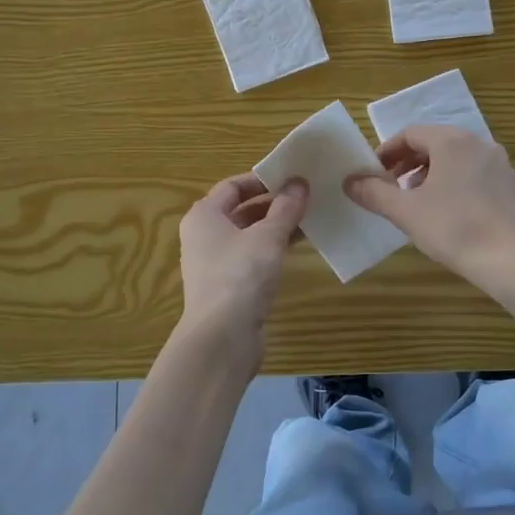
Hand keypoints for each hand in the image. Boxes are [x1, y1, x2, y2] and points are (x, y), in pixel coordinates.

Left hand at [178, 173, 308, 338]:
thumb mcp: (268, 236)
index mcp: (204, 215)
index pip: (233, 186)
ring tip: (310, 218)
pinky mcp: (228, 286)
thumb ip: (285, 208)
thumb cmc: (240, 275)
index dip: (263, 180)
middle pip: (241, 210)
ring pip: (249, 235)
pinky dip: (272, 249)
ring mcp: (215, 263)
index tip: (293, 177)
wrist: (222, 338)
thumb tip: (299, 184)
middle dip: (274, 203)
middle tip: (307, 196)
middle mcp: (204, 235)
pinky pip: (252, 257)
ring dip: (276, 226)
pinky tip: (298, 247)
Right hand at [346, 126, 514, 295]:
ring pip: (457, 161)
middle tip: (392, 189)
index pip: (410, 134)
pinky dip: (457, 186)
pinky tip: (452, 216)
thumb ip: (374, 193)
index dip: (387, 152)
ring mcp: (502, 165)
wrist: (514, 262)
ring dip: (432, 175)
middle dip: (409, 164)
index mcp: (451, 141)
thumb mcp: (405, 212)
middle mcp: (480, 144)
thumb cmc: (454, 229)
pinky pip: (477, 177)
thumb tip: (349, 181)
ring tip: (419, 204)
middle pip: (435, 144)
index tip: (373, 174)